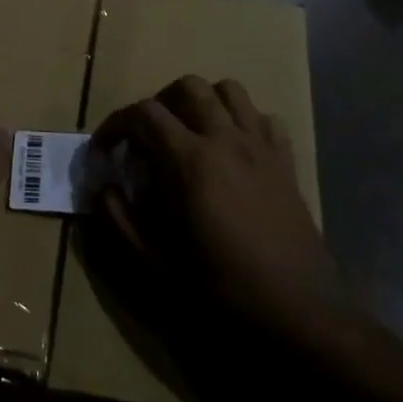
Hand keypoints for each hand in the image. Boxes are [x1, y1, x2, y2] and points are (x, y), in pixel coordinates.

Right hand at [92, 76, 345, 338]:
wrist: (299, 314)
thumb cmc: (221, 289)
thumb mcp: (154, 263)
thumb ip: (119, 220)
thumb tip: (103, 188)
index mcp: (190, 160)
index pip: (144, 113)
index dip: (115, 124)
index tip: (104, 150)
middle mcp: (226, 140)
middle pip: (189, 87)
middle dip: (159, 102)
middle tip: (147, 138)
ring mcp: (261, 148)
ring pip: (230, 91)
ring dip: (203, 102)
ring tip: (188, 134)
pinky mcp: (287, 164)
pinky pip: (265, 119)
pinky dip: (244, 122)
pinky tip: (233, 151)